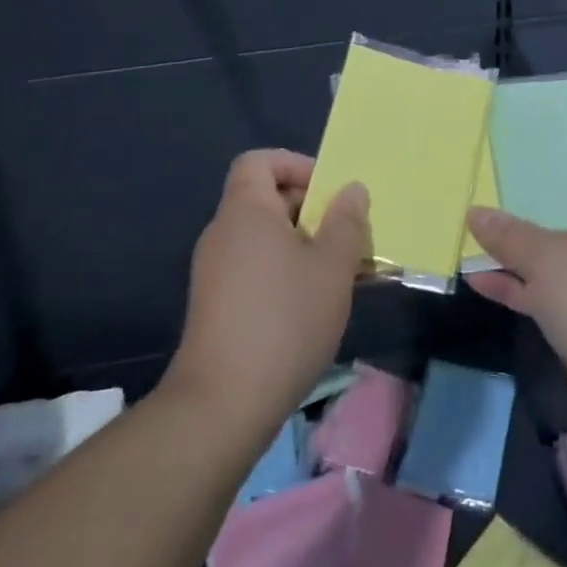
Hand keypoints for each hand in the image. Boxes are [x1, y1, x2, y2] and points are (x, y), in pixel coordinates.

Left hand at [166, 150, 371, 434]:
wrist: (222, 405)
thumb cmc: (285, 321)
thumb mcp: (332, 267)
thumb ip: (346, 221)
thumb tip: (351, 190)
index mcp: (246, 211)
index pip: (260, 161)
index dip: (296, 165)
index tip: (329, 192)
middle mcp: (224, 233)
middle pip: (267, 199)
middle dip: (311, 210)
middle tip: (348, 236)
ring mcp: (215, 271)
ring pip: (266, 238)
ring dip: (305, 246)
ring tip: (341, 274)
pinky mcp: (217, 305)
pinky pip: (256, 268)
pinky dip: (286, 272)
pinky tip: (315, 305)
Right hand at [466, 144, 566, 445]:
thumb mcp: (549, 259)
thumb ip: (508, 234)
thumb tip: (474, 212)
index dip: (550, 149)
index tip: (509, 142)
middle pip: (563, 205)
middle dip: (522, 198)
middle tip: (478, 180)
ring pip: (552, 250)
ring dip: (514, 245)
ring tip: (469, 225)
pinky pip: (547, 288)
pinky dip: (518, 283)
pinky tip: (476, 277)